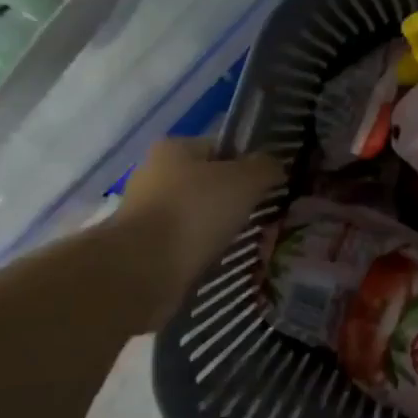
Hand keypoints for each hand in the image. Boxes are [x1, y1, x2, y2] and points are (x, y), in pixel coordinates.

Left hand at [103, 137, 283, 316]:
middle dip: (236, 200)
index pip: (221, 147)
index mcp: (174, 148)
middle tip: (264, 217)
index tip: (270, 186)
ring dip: (221, 228)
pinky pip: (186, 243)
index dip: (249, 164)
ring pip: (199, 216)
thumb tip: (274, 166)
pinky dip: (204, 251)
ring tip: (247, 243)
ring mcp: (147, 212)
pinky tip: (221, 261)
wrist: (142, 270)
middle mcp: (155, 174)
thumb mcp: (245, 180)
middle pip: (210, 183)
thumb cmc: (195, 212)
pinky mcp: (145, 247)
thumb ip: (265, 167)